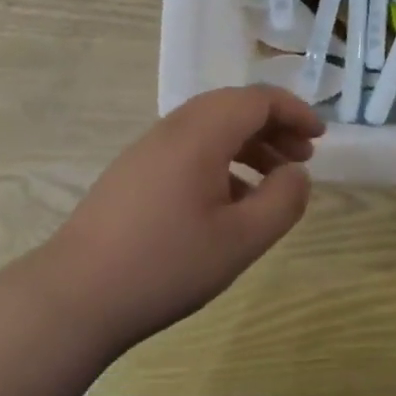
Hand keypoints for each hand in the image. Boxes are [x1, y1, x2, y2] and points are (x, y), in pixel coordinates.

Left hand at [39, 85, 323, 355]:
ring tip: (273, 179)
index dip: (294, 112)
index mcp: (201, 133)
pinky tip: (230, 201)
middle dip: (273, 126)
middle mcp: (173, 128)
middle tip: (302, 158)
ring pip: (210, 128)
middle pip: (233, 107)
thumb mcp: (240, 240)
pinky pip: (189, 148)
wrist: (75, 295)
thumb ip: (282, 201)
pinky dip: (221, 160)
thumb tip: (297, 173)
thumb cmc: (166, 264)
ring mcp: (148, 149)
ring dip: (248, 143)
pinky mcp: (133, 172)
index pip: (257, 99)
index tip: (320, 137)